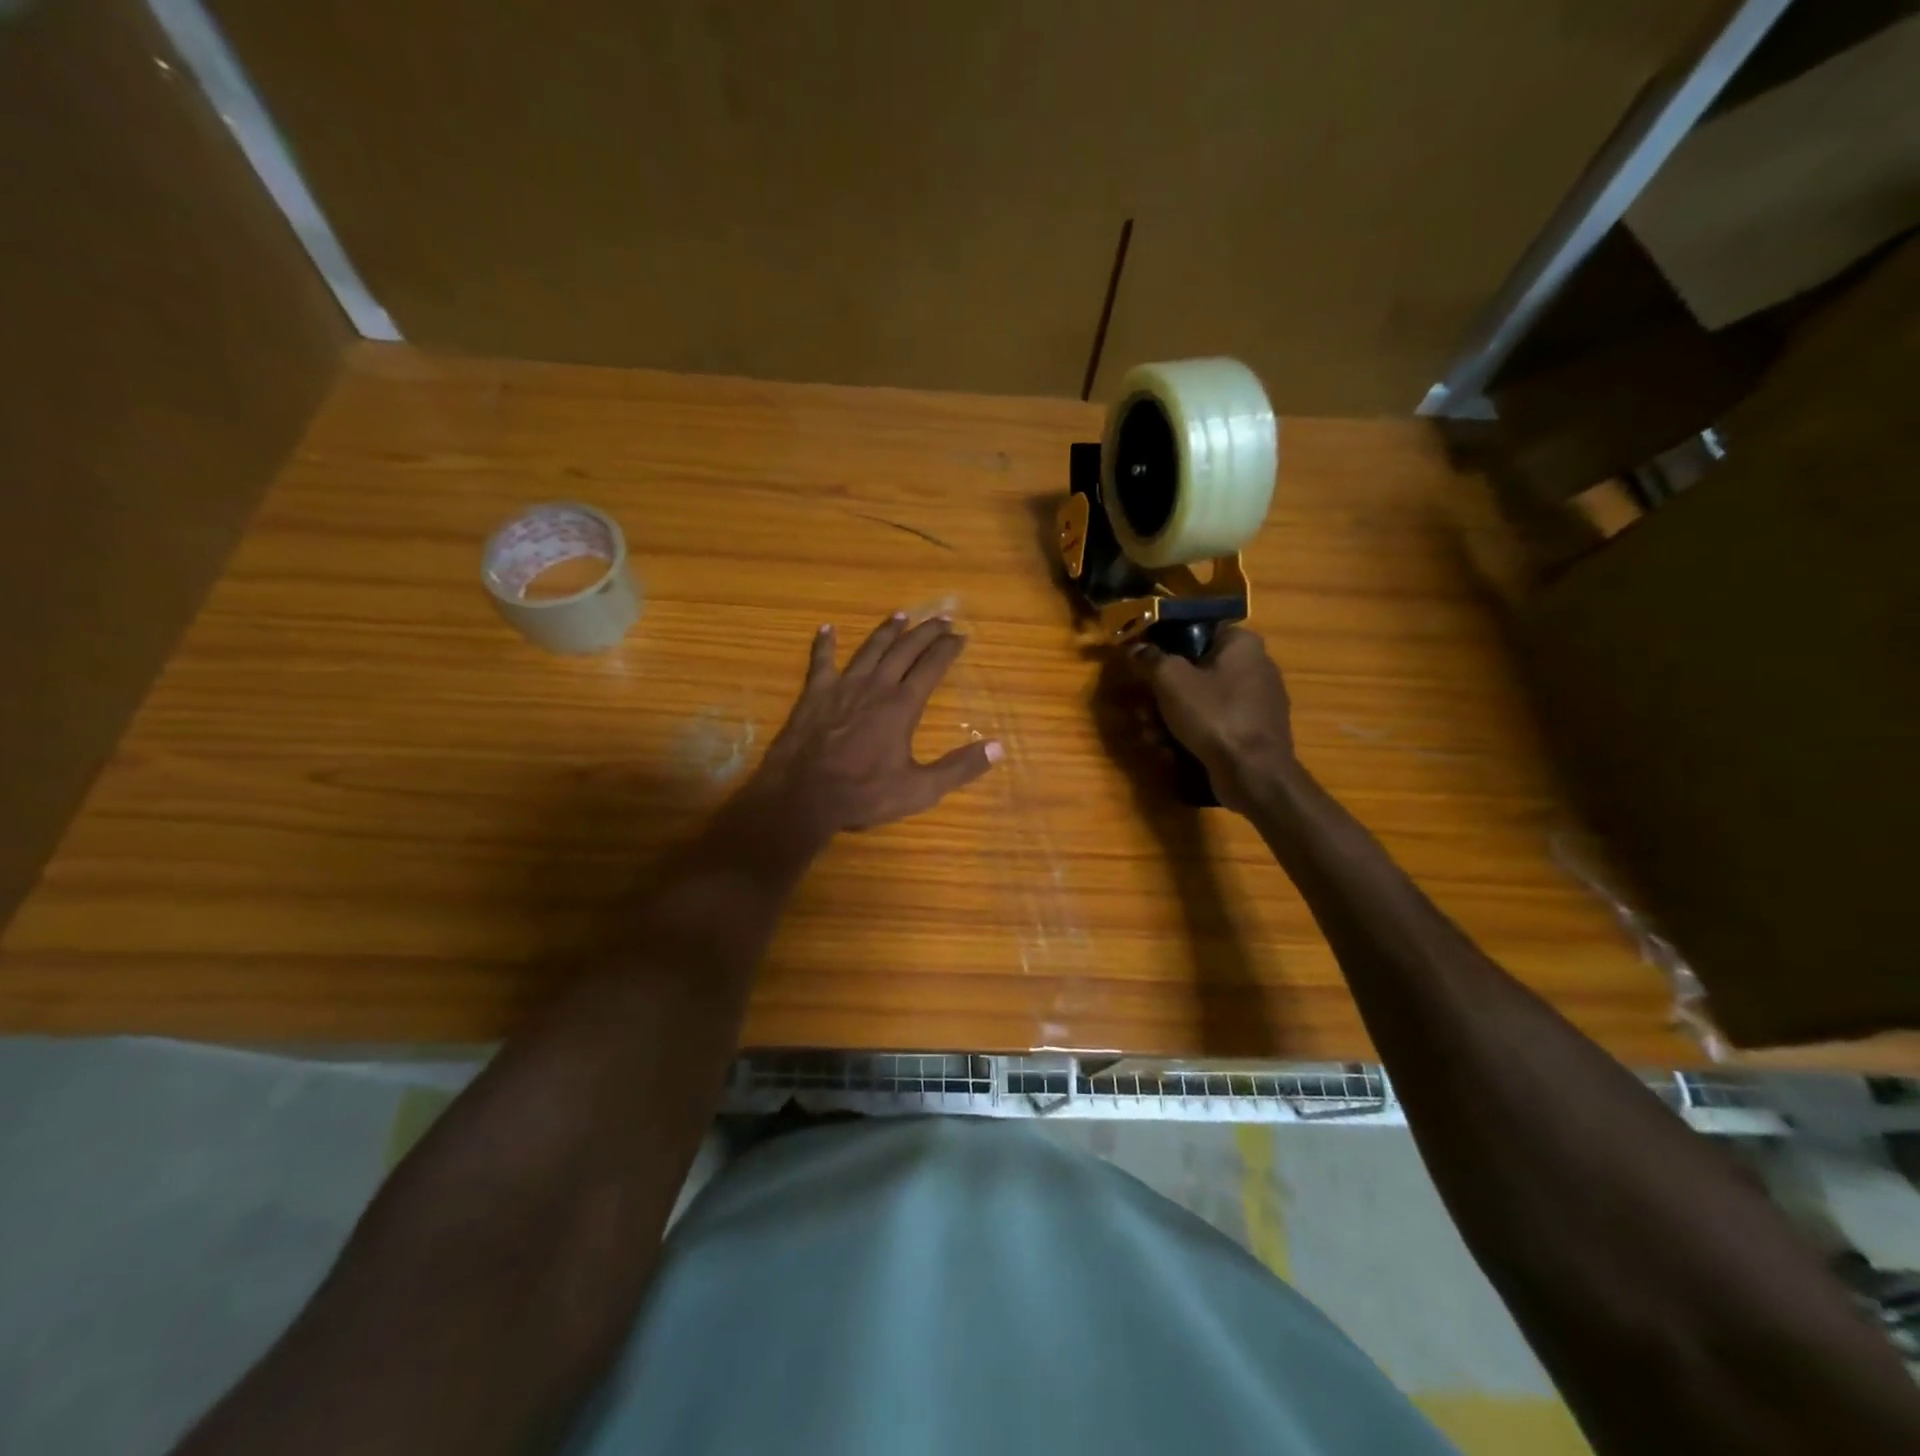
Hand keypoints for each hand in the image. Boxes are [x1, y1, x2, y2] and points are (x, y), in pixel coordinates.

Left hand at [752, 612, 1002, 840]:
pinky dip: (824, 644)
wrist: (803, 796)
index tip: (962, 634)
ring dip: (887, 632)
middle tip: (941, 617)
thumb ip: (959, 768)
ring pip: (869, 650)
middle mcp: (875, 687)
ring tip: (901, 616)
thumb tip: (998, 748)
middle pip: (904, 651)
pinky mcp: (814, 694)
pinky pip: (820, 661)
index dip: (948, 649)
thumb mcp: (920, 790)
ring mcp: (842, 687)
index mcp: (902, 706)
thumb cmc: (863, 794)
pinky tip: (826, 628)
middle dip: (925, 632)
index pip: (931, 668)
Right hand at [1129, 627, 1294, 811]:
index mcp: (1241, 644)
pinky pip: (1213, 723)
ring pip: (1200, 700)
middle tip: (1141, 709)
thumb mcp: (1171, 680)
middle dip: (1161, 693)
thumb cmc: (1213, 715)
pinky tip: (1168, 750)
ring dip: (1168, 717)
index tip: (1142, 660)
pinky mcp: (1251, 732)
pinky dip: (1189, 734)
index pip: (1197, 630)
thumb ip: (1150, 658)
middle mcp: (1254, 666)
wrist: (1253, 773)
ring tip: (1150, 734)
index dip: (1164, 643)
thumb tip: (1136, 648)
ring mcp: (1255, 702)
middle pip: (1194, 670)